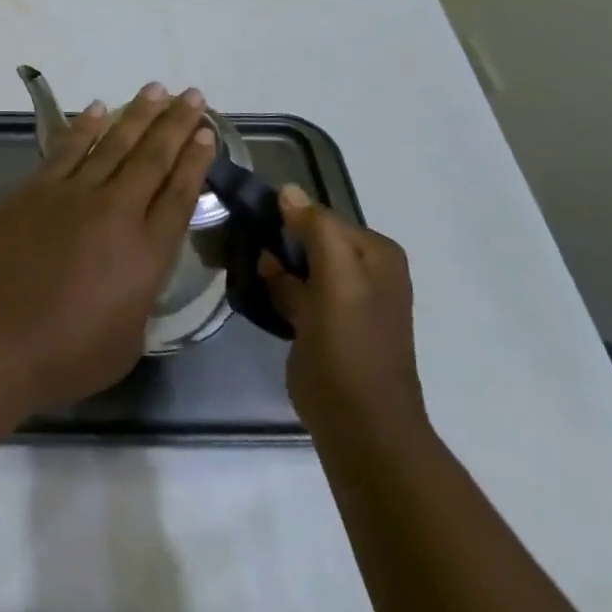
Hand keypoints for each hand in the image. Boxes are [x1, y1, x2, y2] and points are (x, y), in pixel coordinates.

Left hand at [0, 83, 216, 410]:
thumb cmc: (66, 354)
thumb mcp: (128, 340)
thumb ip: (141, 296)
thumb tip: (137, 271)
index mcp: (147, 253)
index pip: (180, 194)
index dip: (196, 161)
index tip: (207, 133)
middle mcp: (116, 212)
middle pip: (153, 158)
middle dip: (176, 124)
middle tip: (193, 95)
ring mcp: (72, 195)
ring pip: (113, 144)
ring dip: (137, 114)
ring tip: (157, 90)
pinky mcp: (36, 189)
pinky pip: (67, 149)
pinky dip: (84, 127)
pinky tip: (99, 109)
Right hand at [260, 186, 427, 446]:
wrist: (358, 421)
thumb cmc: (350, 343)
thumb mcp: (339, 278)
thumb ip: (317, 229)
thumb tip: (287, 190)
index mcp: (375, 254)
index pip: (321, 216)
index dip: (286, 216)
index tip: (247, 218)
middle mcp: (363, 271)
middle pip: (308, 238)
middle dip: (275, 237)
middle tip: (235, 235)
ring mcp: (341, 299)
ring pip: (296, 263)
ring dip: (270, 260)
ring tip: (235, 254)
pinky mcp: (319, 323)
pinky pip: (290, 289)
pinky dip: (271, 285)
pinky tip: (249, 282)